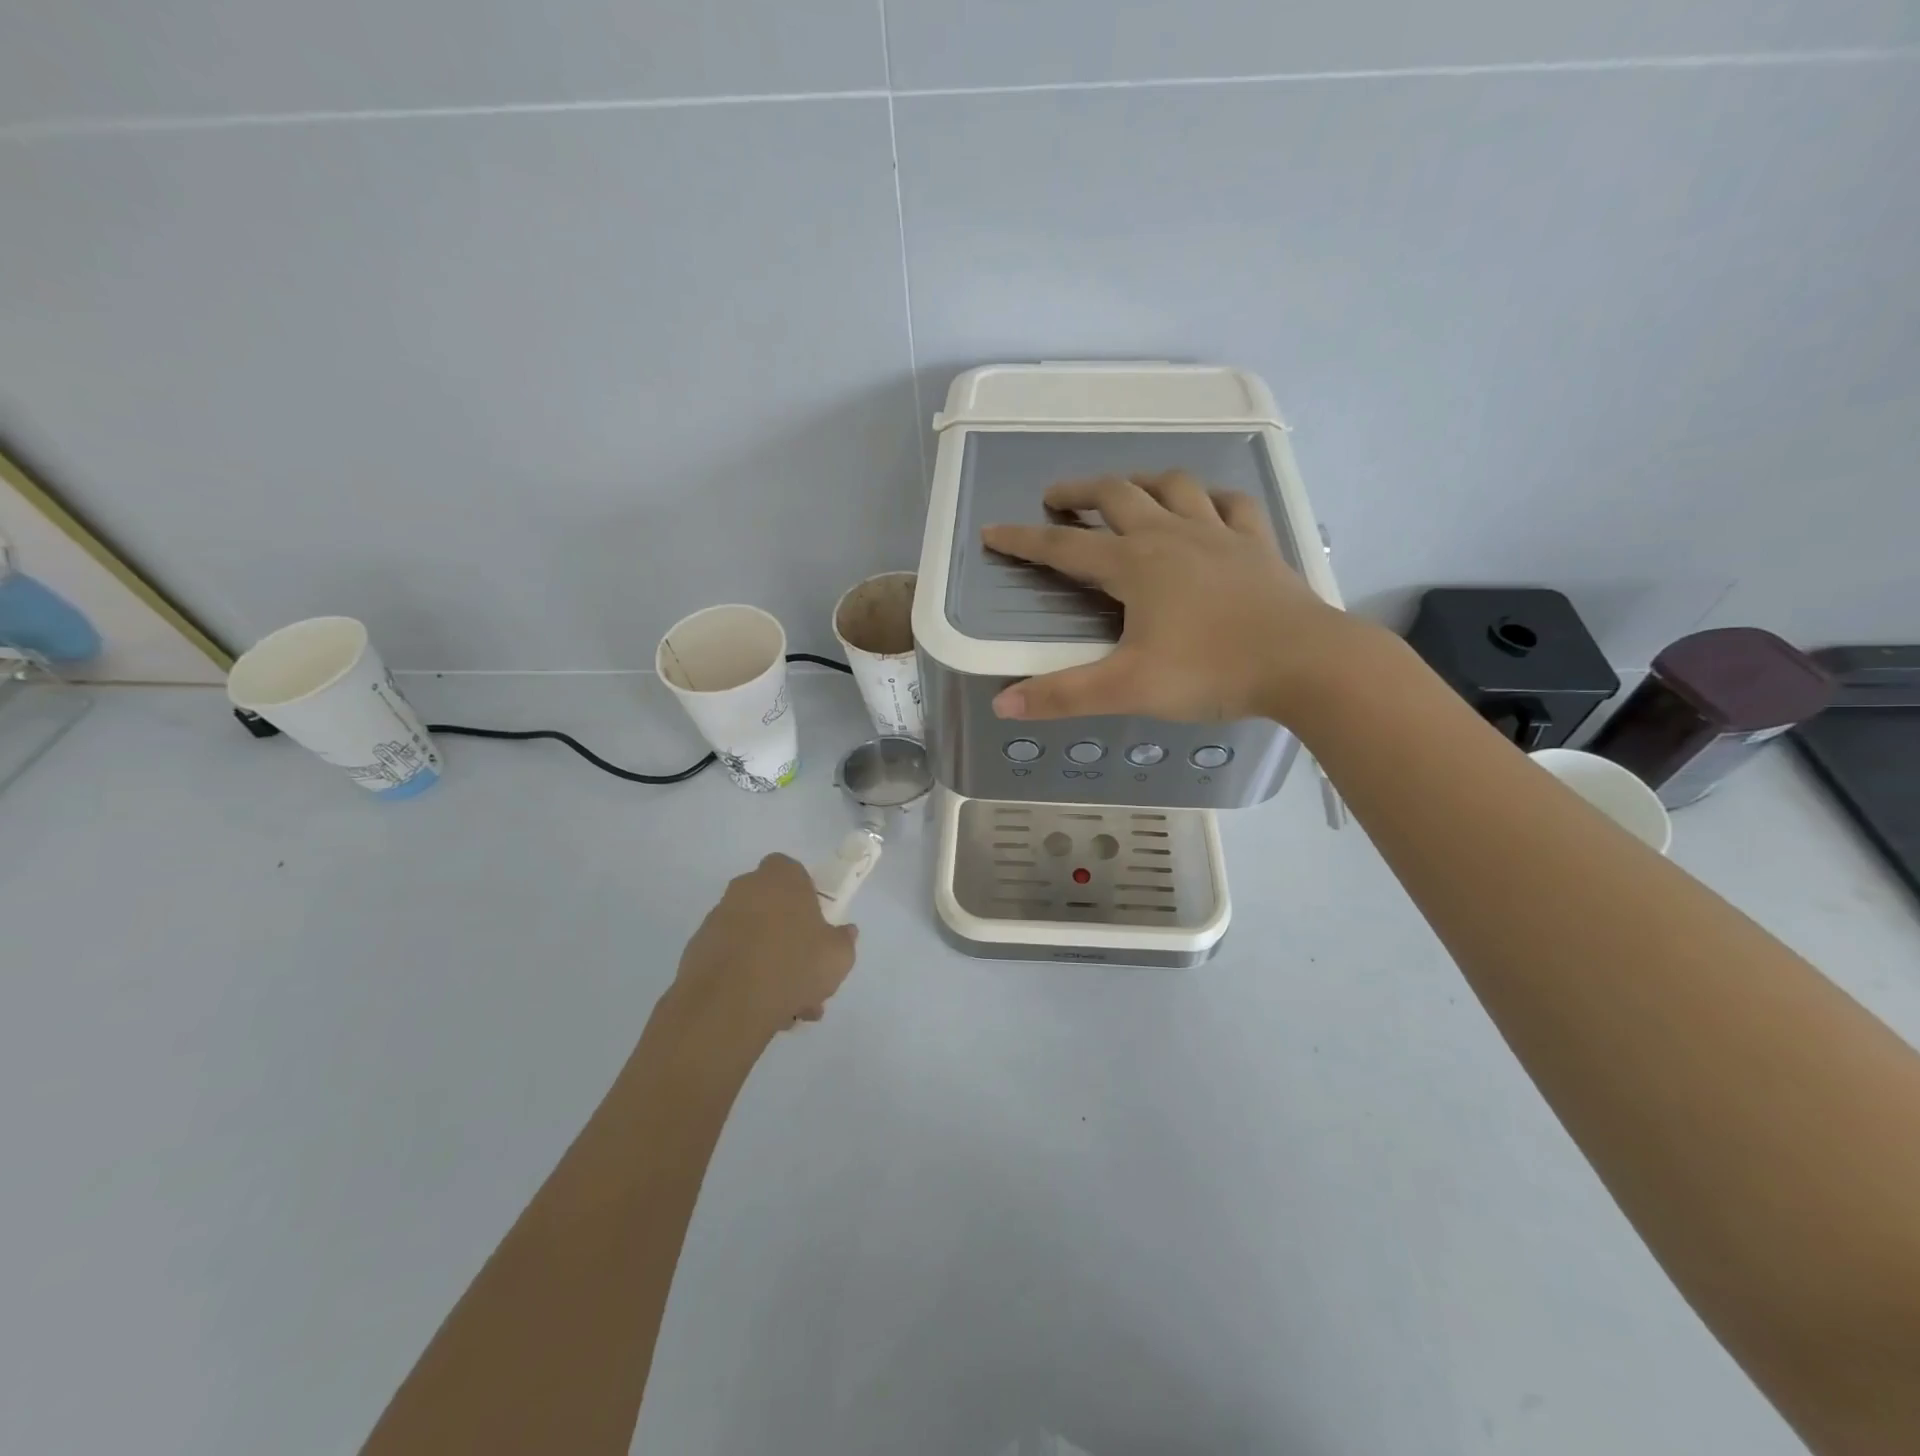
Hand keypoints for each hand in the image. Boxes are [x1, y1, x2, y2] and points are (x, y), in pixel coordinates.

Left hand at [663, 854, 857, 1044]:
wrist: (726, 1004)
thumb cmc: (792, 965)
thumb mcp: (839, 956)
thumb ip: (844, 940)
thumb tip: (845, 933)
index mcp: (780, 878)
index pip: (791, 870)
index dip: (804, 893)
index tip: (815, 923)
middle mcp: (745, 889)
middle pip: (772, 907)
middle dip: (789, 938)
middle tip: (807, 974)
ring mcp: (717, 920)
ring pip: (753, 938)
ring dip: (769, 965)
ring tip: (789, 1008)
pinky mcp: (697, 951)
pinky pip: (731, 959)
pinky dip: (744, 978)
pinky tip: (762, 1011)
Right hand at [980, 472, 1360, 725]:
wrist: (1306, 663)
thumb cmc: (1212, 671)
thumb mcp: (1128, 688)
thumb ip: (1063, 696)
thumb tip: (1002, 704)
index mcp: (1135, 564)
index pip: (1064, 547)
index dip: (1024, 540)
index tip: (993, 531)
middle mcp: (1172, 535)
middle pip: (1117, 495)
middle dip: (1079, 492)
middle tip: (1056, 498)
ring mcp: (1220, 534)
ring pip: (1174, 486)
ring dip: (1141, 482)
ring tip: (1126, 492)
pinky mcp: (1257, 545)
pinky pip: (1232, 504)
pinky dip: (1212, 498)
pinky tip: (1207, 507)